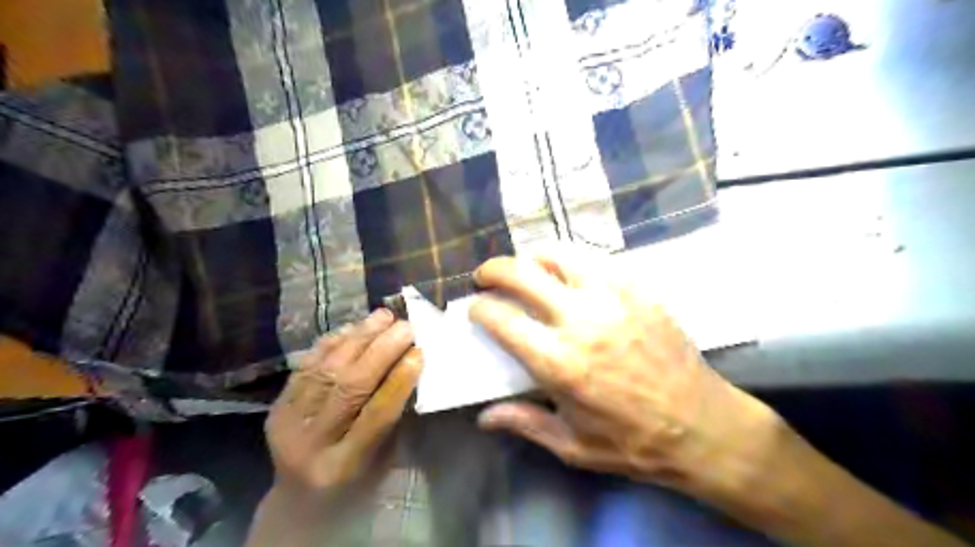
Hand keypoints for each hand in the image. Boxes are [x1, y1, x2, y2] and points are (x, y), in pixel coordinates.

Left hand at [266, 309, 420, 502]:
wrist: (298, 501)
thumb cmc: (354, 484)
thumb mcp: (381, 461)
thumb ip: (394, 418)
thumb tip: (410, 367)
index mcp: (344, 465)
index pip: (376, 414)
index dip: (399, 380)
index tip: (419, 352)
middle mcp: (311, 443)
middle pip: (349, 387)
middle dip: (381, 351)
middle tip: (406, 327)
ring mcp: (288, 423)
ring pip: (326, 370)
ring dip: (358, 338)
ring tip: (383, 317)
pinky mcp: (277, 407)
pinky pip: (306, 365)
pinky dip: (332, 343)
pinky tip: (354, 327)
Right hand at [468, 250, 782, 498]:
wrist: (701, 425)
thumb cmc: (633, 442)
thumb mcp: (572, 446)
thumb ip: (524, 423)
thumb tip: (483, 416)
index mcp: (559, 362)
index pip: (502, 319)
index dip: (480, 308)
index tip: (475, 308)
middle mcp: (581, 321)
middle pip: (523, 273)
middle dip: (494, 269)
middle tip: (486, 276)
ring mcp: (613, 297)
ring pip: (560, 254)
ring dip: (534, 257)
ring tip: (527, 268)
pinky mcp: (639, 289)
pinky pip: (597, 259)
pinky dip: (572, 261)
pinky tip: (570, 275)